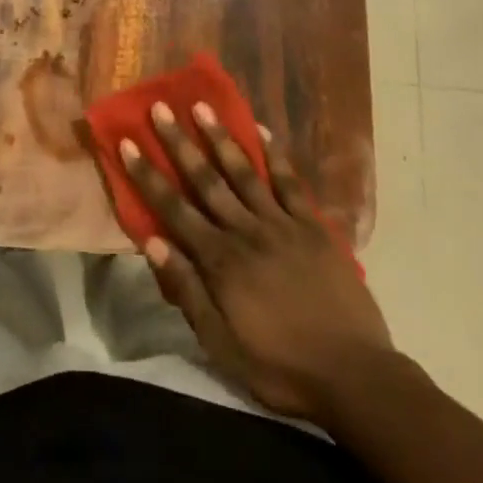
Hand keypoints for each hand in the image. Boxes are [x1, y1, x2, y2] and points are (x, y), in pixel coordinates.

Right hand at [121, 101, 393, 422]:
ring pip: (244, 172)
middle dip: (179, 143)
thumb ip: (187, 290)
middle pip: (206, 180)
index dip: (148, 175)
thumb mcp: (222, 344)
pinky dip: (275, 155)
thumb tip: (152, 242)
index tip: (128, 142)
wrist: (354, 376)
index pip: (174, 209)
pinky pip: (290, 182)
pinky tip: (260, 130)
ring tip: (202, 106)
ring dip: (220, 137)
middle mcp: (246, 231)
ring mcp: (282, 224)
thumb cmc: (280, 367)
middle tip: (160, 107)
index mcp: (220, 260)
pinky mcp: (313, 226)